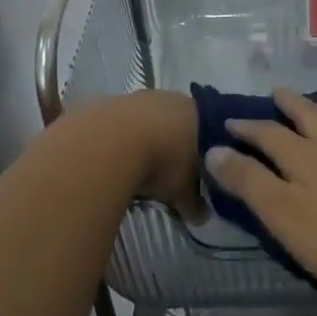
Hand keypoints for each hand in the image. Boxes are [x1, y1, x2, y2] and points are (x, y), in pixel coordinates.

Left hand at [117, 90, 206, 223]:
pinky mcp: (110, 103)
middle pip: (176, 121)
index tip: (198, 171)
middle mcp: (170, 98)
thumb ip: (195, 203)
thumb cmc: (161, 162)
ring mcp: (139, 98)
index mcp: (196, 112)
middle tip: (168, 172)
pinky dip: (121, 140)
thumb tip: (202, 216)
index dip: (203, 151)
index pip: (206, 129)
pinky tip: (117, 159)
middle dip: (172, 144)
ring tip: (139, 168)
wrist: (112, 142)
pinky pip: (122, 124)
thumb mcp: (183, 190)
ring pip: (147, 120)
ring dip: (144, 140)